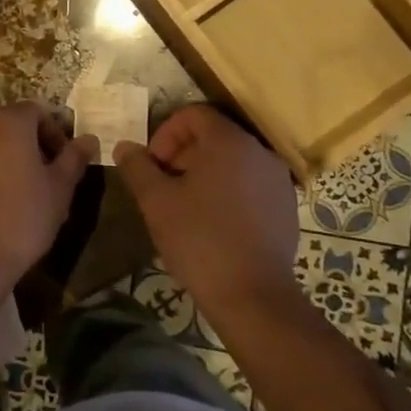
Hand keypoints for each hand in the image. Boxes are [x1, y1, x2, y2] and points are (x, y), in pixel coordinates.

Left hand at [0, 103, 96, 280]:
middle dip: (26, 143)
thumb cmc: (23, 218)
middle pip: (7, 123)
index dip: (54, 134)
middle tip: (40, 176)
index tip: (62, 163)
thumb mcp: (60, 189)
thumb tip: (89, 139)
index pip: (36, 112)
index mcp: (7, 121)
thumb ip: (74, 158)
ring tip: (12, 190)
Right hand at [114, 105, 299, 306]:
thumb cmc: (199, 239)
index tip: (152, 165)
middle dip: (182, 155)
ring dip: (203, 174)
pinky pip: (249, 185)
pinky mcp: (286, 208)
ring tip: (184, 206)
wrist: (252, 296)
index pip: (194, 114)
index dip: (165, 133)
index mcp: (229, 143)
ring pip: (232, 162)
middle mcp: (259, 153)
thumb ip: (137, 167)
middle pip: (214, 136)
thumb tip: (125, 147)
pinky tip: (211, 224)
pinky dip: (226, 192)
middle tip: (162, 186)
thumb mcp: (156, 201)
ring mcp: (278, 181)